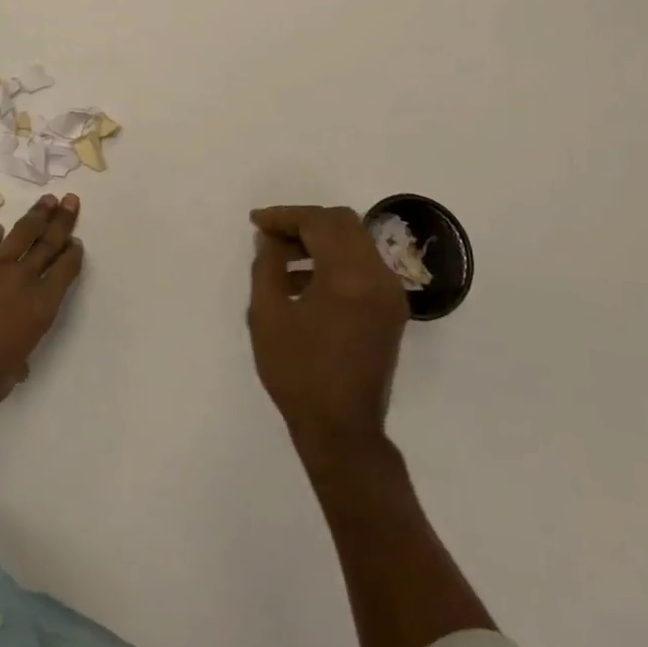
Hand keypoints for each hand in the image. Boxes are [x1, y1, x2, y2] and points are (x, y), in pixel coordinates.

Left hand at [0, 193, 82, 413]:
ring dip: (36, 216)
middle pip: (48, 243)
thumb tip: (16, 365)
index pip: (64, 272)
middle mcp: (20, 280)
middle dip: (62, 221)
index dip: (72, 255)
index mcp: (39, 308)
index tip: (76, 242)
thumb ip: (15, 365)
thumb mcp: (3, 381)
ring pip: (19, 234)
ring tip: (47, 200)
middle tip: (71, 201)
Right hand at [248, 205, 407, 460]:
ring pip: (355, 243)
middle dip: (304, 223)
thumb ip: (267, 265)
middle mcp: (378, 276)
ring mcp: (389, 294)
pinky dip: (334, 262)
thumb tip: (269, 238)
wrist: (342, 430)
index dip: (285, 216)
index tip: (257, 222)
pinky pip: (362, 267)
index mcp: (350, 275)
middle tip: (270, 236)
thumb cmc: (299, 373)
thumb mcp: (268, 315)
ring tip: (280, 260)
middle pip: (343, 224)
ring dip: (319, 241)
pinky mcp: (390, 310)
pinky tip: (303, 283)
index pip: (319, 222)